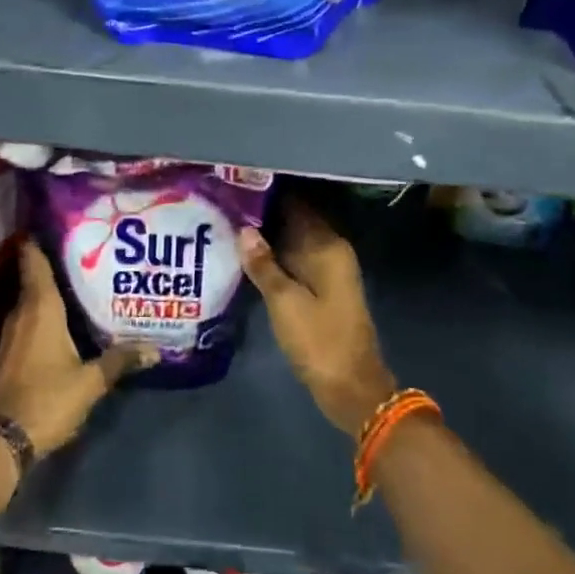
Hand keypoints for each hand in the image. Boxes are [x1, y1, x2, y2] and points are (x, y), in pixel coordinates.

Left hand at [0, 240, 155, 457]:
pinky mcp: (9, 354)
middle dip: (53, 264)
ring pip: (30, 302)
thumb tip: (155, 349)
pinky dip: (42, 314)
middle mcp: (22, 314)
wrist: (4, 439)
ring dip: (47, 291)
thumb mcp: (91, 381)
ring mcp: (12, 335)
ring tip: (77, 282)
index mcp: (40, 310)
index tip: (51, 220)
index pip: (35, 262)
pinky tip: (62, 321)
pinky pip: (28, 322)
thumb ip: (120, 360)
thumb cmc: (48, 398)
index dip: (38, 240)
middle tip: (81, 250)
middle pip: (34, 279)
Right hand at [237, 200, 397, 438]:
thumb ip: (263, 264)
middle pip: (294, 222)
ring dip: (267, 237)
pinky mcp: (321, 290)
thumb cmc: (319, 340)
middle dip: (263, 214)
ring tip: (227, 224)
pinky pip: (294, 262)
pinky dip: (274, 258)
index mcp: (328, 247)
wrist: (350, 387)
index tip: (235, 186)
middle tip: (224, 204)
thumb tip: (243, 229)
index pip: (297, 206)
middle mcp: (331, 252)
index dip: (267, 195)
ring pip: (292, 243)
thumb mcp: (285, 302)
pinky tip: (246, 257)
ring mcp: (327, 272)